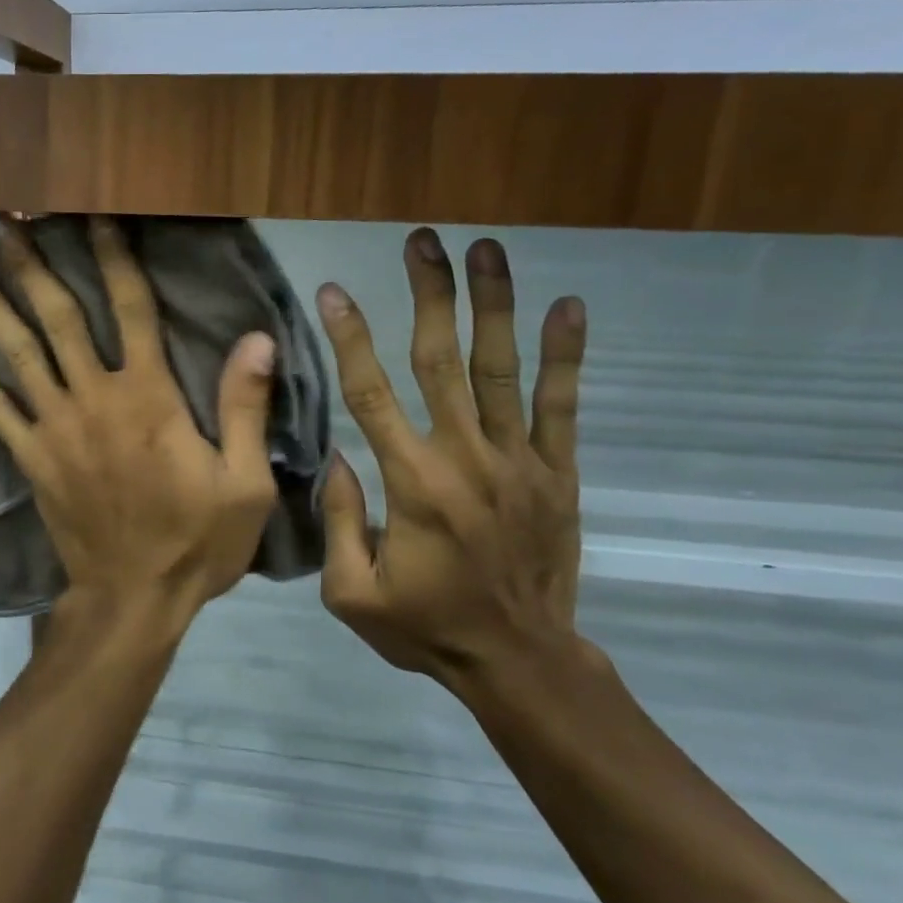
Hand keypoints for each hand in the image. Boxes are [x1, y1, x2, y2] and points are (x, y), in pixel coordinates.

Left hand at [0, 215, 279, 636]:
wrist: (134, 599)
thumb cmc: (196, 542)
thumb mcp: (244, 482)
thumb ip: (244, 407)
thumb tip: (256, 338)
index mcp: (149, 397)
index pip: (132, 309)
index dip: (113, 257)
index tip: (94, 215)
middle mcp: (95, 398)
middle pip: (58, 317)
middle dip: (31, 263)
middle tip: (3, 217)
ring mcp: (55, 427)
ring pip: (17, 352)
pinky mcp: (31, 457)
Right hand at [314, 228, 590, 696]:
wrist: (519, 661)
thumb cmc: (426, 627)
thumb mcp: (351, 592)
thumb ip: (340, 519)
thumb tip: (338, 455)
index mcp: (411, 484)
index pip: (371, 394)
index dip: (350, 338)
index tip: (334, 292)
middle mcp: (465, 458)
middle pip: (440, 361)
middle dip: (428, 295)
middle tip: (422, 241)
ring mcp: (518, 462)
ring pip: (500, 369)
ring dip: (492, 305)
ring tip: (486, 250)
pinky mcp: (557, 473)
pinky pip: (562, 405)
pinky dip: (565, 355)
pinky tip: (568, 306)